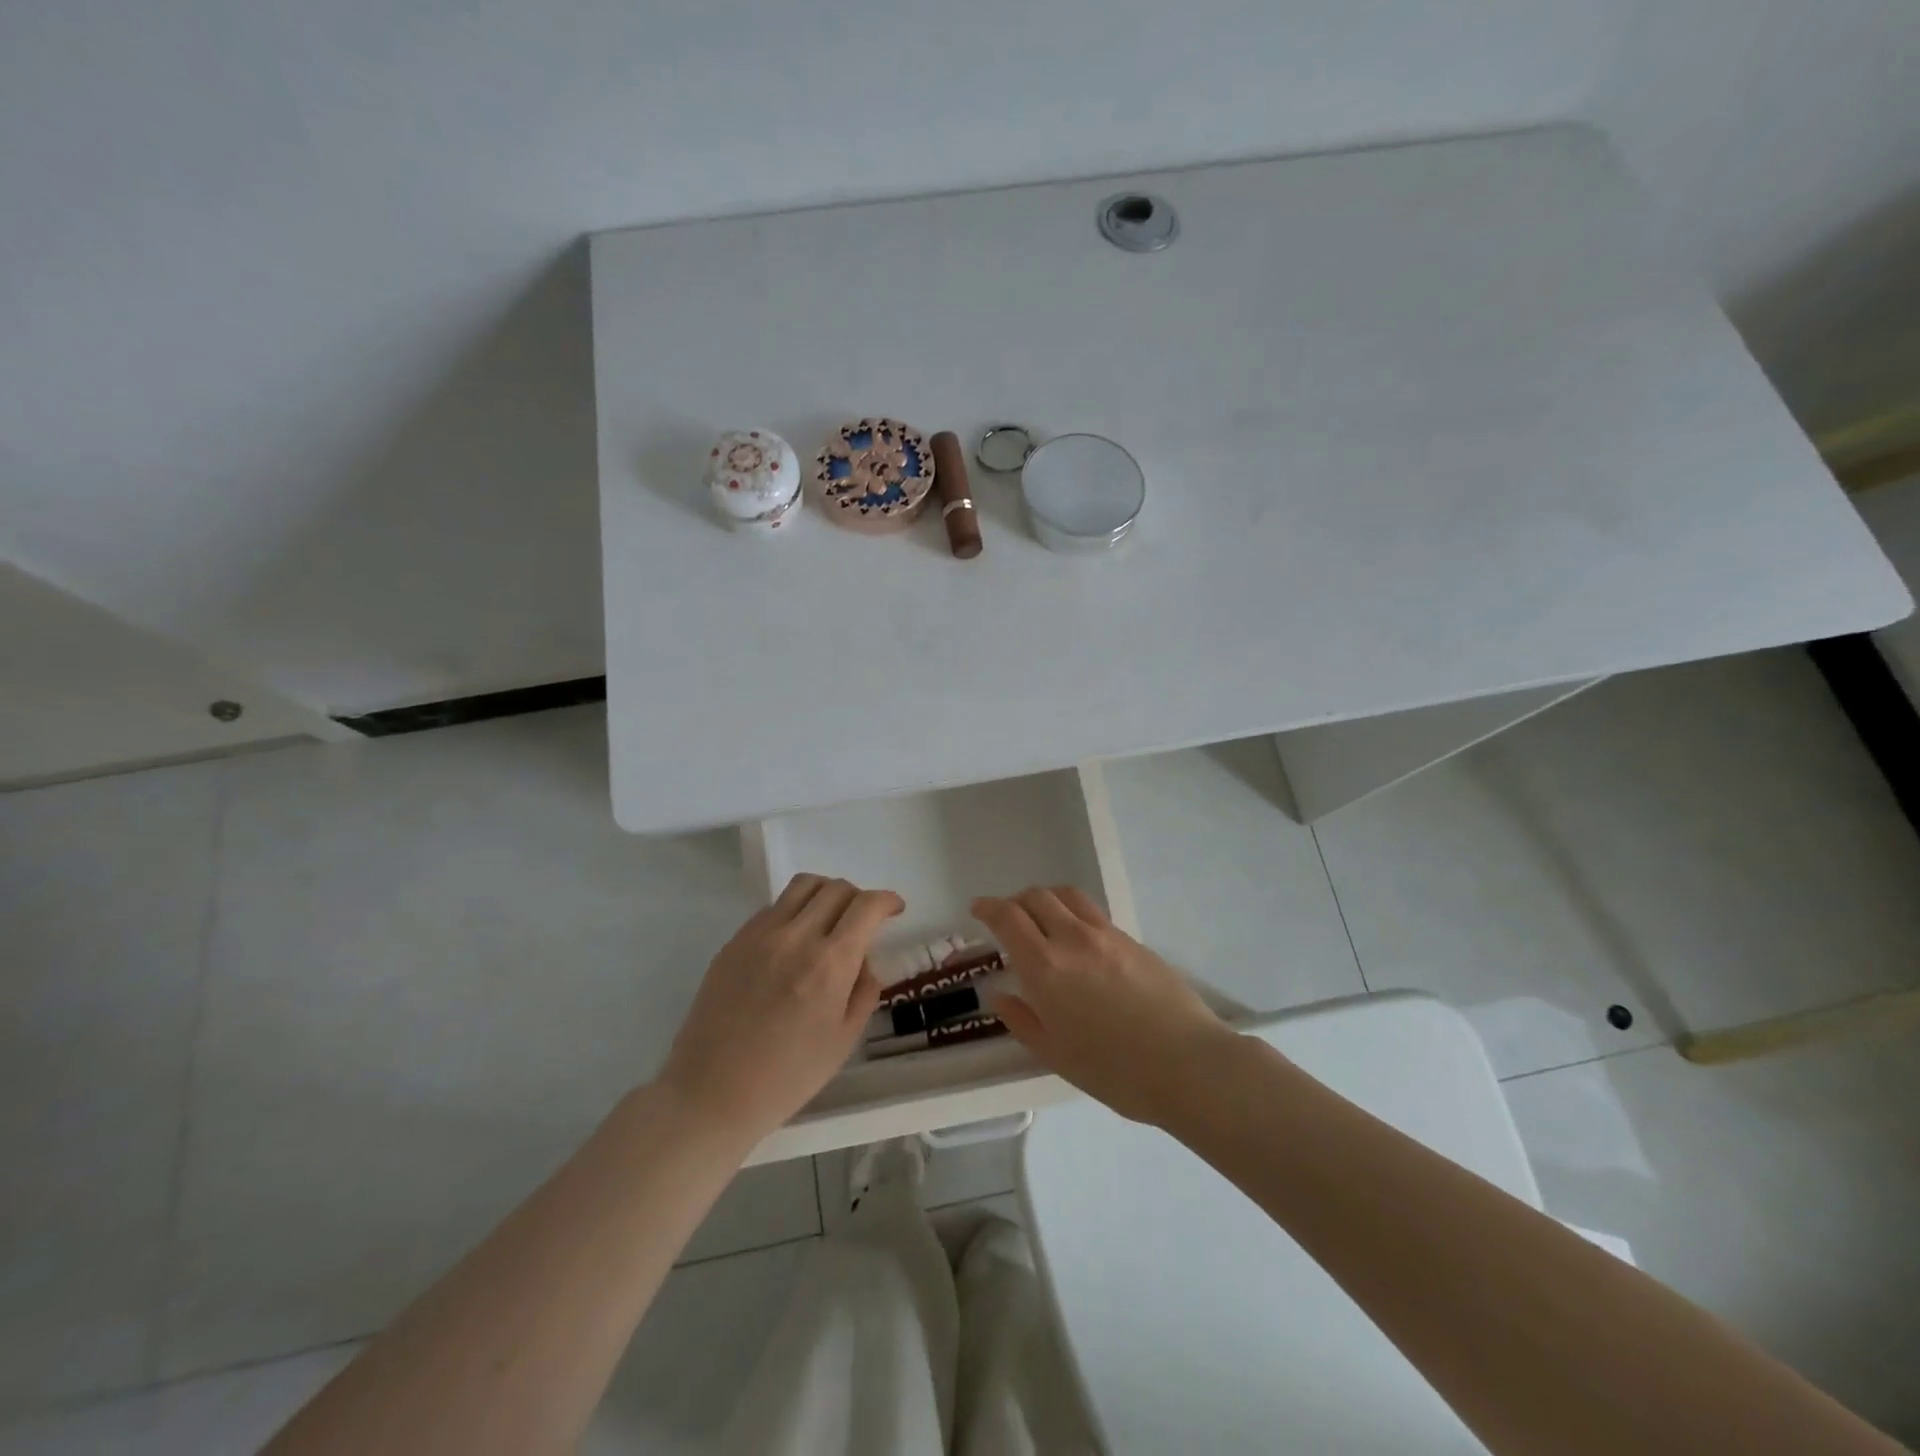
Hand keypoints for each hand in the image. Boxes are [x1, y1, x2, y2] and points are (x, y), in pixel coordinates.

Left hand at [659, 874, 900, 1141]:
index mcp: (830, 963)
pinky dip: (794, 911)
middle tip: (863, 920)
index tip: (895, 909)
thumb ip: (864, 990)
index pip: (866, 906)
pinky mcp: (735, 941)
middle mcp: (796, 936)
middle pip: (836, 888)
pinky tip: (793, 942)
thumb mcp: (844, 1039)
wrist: (712, 1091)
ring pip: (802, 886)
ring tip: (829, 918)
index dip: (887, 900)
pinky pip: (773, 908)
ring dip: (826, 893)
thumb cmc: (787, 1076)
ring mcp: (760, 934)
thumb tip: (864, 959)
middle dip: (859, 898)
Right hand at [972, 886, 1234, 1126]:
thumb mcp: (1055, 1055)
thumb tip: (1001, 994)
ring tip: (1043, 918)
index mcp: (1045, 966)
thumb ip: (1022, 1020)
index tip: (978, 909)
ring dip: (1046, 899)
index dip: (988, 907)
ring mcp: (1106, 935)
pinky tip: (1080, 942)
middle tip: (1008, 919)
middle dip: (1015, 901)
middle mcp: (1072, 939)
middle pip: (1037, 897)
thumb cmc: (1114, 1070)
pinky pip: (1093, 914)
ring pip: (1067, 896)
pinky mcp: (1133, 940)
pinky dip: (1074, 914)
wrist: (1187, 1064)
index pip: (1008, 917)